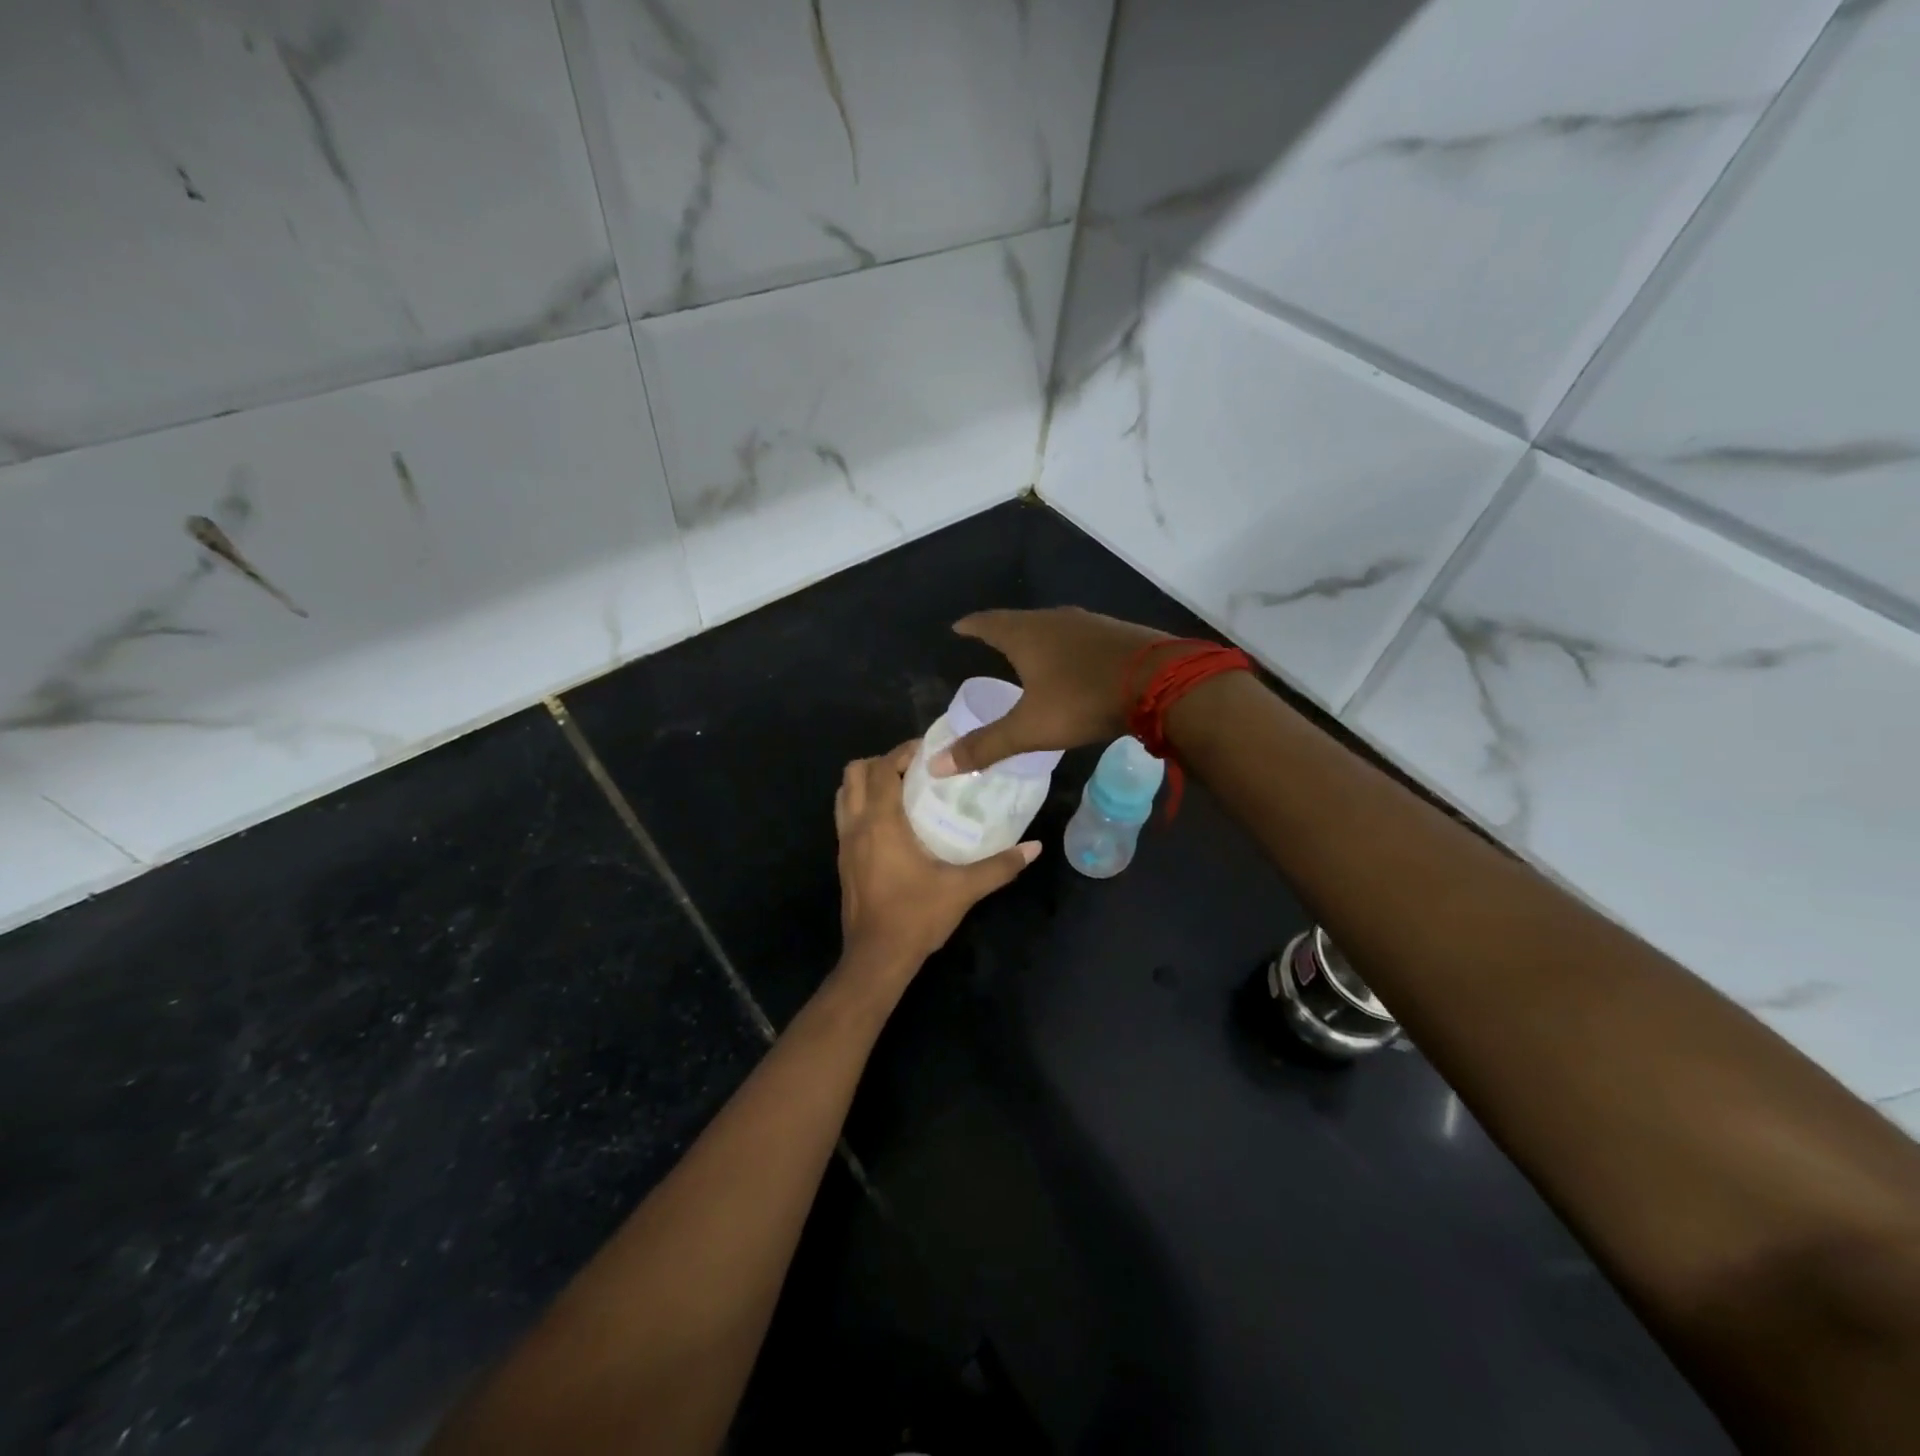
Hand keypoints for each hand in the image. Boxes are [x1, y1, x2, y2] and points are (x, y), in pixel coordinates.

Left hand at [835, 741, 1039, 972]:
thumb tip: (1034, 847)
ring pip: (844, 794)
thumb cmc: (916, 916)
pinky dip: (863, 805)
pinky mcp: (842, 860)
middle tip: (915, 769)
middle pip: (855, 773)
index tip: (930, 751)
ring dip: (867, 783)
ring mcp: (844, 844)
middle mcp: (856, 826)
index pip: (883, 769)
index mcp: (881, 823)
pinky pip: (846, 816)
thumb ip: (1000, 866)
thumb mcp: (963, 889)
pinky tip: (892, 823)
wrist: (877, 958)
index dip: (903, 752)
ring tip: (902, 790)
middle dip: (882, 762)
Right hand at [935, 607, 1171, 774]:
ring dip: (1038, 637)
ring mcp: (1090, 623)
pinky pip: (1080, 636)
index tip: (958, 627)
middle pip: (1020, 621)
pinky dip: (1067, 647)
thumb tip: (935, 765)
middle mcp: (1055, 620)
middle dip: (1003, 631)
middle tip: (989, 641)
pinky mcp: (1117, 634)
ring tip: (1029, 652)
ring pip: (1053, 626)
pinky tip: (1074, 662)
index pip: (988, 623)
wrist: (1161, 683)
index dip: (971, 626)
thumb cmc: (1083, 700)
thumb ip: (986, 745)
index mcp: (1027, 635)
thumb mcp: (1030, 728)